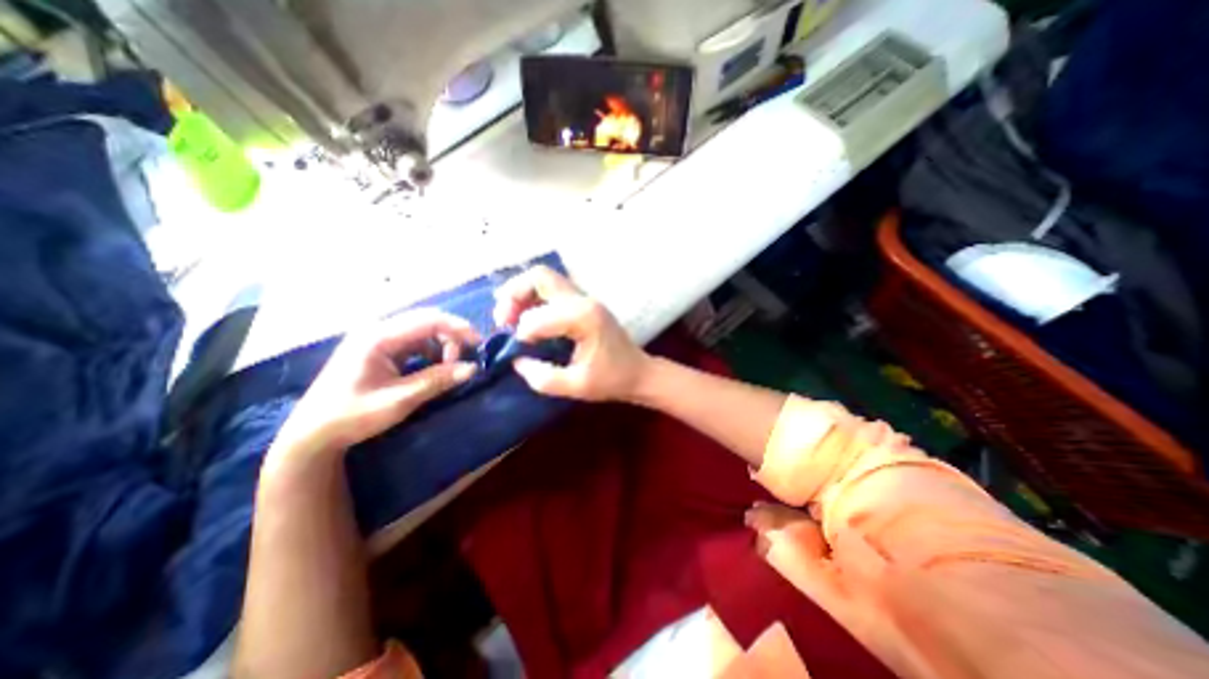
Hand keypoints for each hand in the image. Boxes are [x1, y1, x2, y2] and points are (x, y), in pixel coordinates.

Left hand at [269, 312, 480, 466]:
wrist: (313, 434)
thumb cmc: (352, 416)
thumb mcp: (399, 400)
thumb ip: (437, 380)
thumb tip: (472, 368)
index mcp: (378, 337)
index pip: (428, 320)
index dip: (458, 328)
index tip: (478, 344)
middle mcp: (378, 330)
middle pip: (426, 321)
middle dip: (452, 336)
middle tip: (465, 359)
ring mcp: (377, 339)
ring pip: (423, 331)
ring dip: (442, 345)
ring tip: (449, 368)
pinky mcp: (379, 350)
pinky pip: (414, 342)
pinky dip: (431, 352)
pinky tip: (434, 368)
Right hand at [494, 264, 651, 402]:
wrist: (639, 373)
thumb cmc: (612, 380)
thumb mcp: (576, 386)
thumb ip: (542, 377)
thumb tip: (516, 361)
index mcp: (583, 318)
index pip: (538, 318)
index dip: (522, 334)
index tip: (519, 351)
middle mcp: (583, 300)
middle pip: (539, 277)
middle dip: (513, 294)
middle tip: (502, 320)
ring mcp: (585, 298)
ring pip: (544, 279)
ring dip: (521, 293)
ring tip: (508, 317)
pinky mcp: (584, 303)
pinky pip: (552, 290)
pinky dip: (533, 297)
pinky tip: (525, 316)